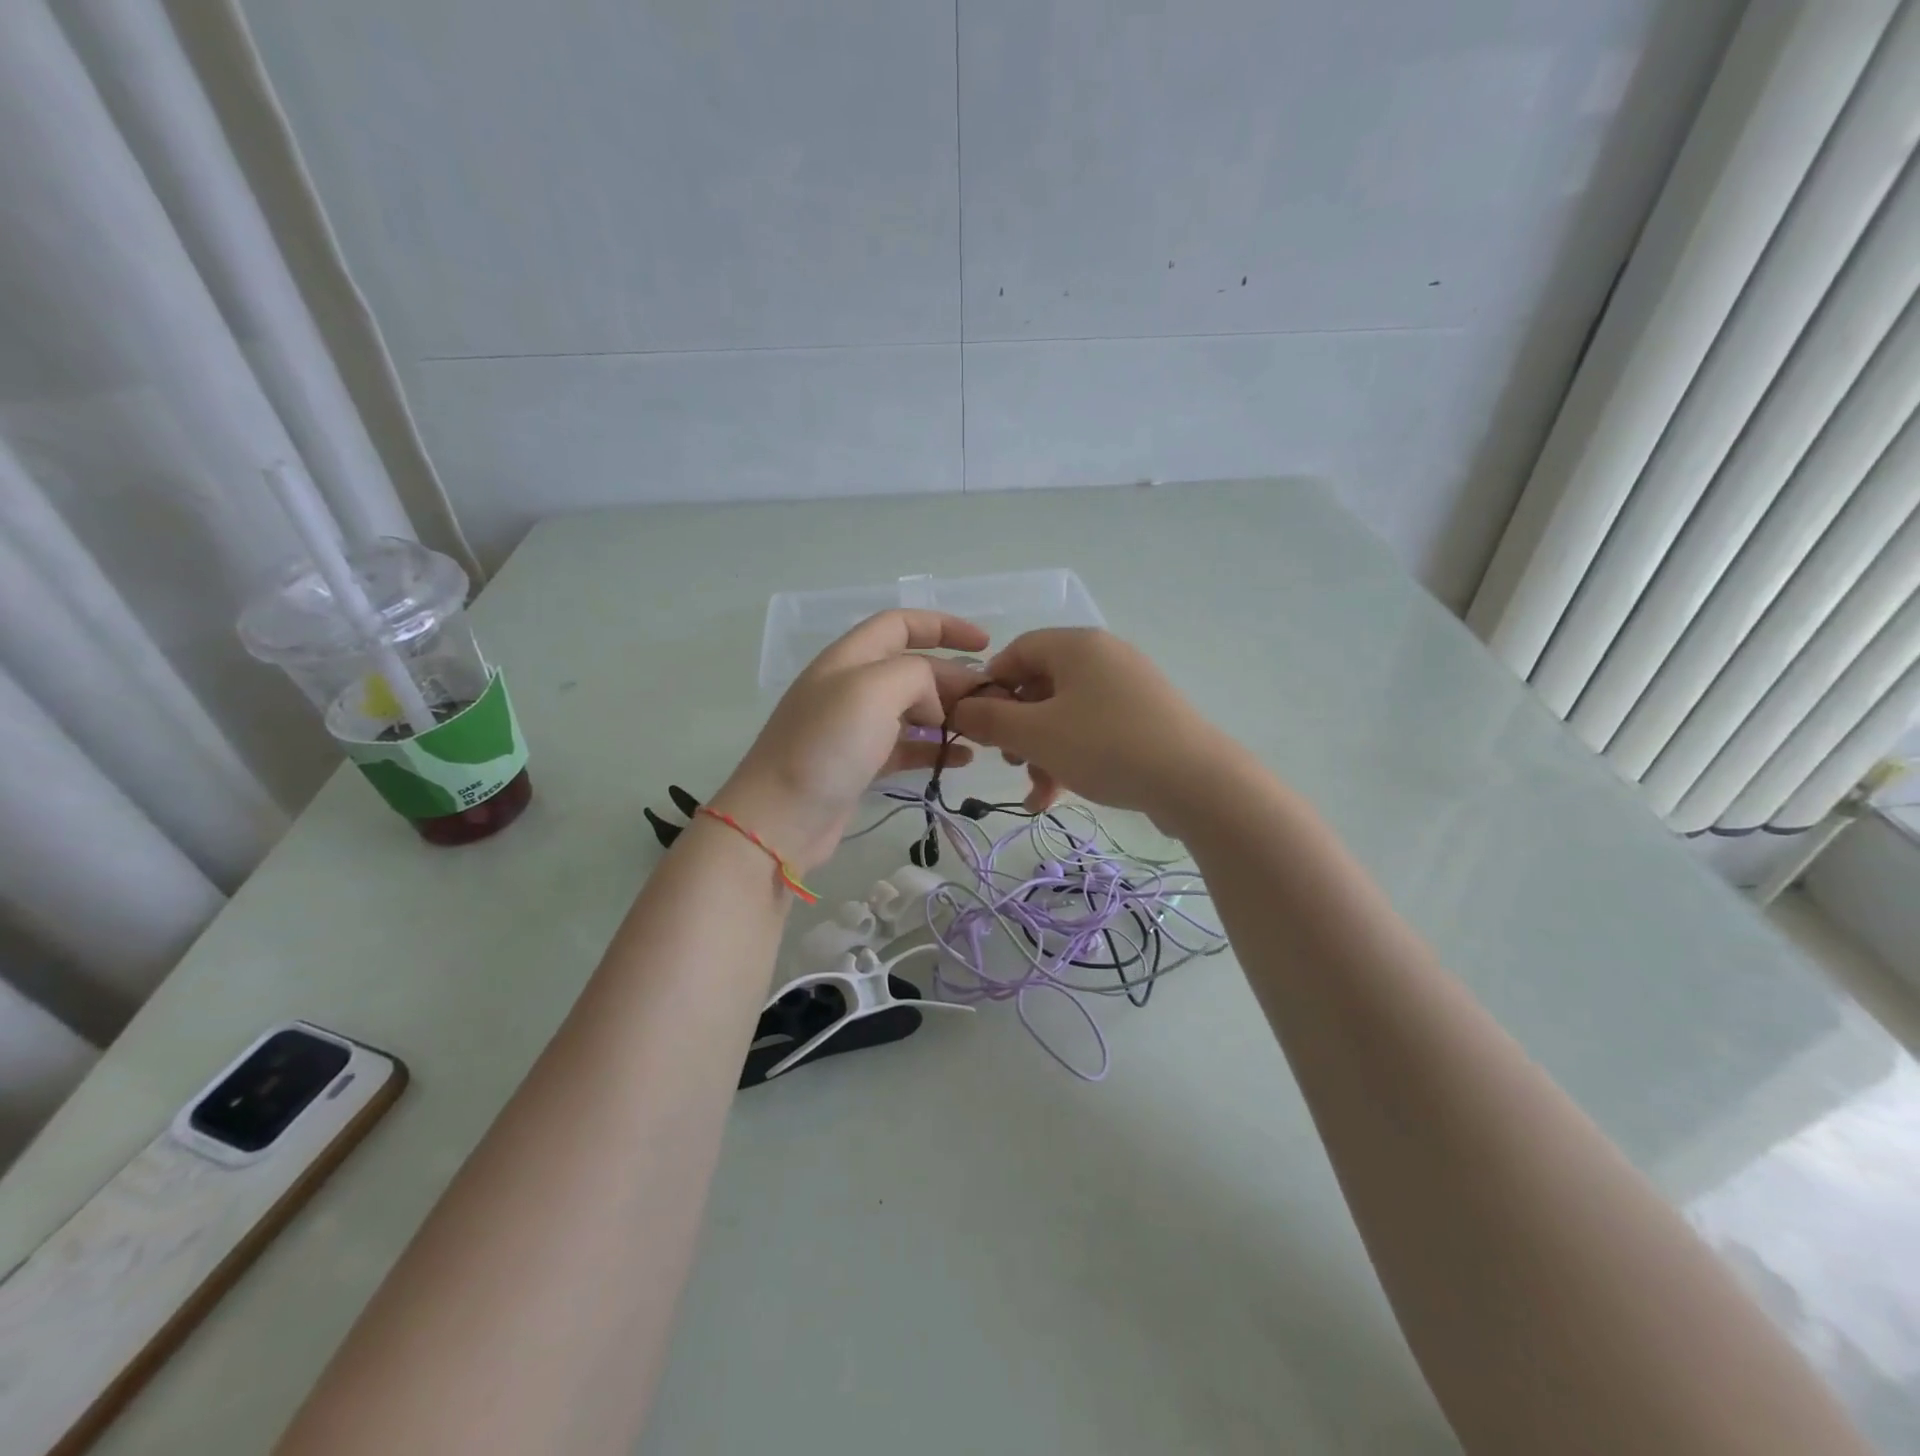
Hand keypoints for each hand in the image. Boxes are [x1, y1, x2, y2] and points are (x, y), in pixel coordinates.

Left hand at [709, 610, 987, 871]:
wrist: (779, 818)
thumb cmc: (826, 745)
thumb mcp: (874, 690)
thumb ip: (916, 676)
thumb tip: (933, 702)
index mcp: (850, 657)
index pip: (901, 624)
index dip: (944, 626)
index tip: (986, 643)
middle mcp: (852, 686)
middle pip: (912, 669)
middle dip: (953, 678)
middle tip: (991, 701)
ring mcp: (854, 728)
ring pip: (913, 709)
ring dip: (949, 715)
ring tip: (984, 730)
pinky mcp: (860, 764)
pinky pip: (906, 747)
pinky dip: (935, 749)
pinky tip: (963, 760)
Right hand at [948, 628, 1237, 826]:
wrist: (1196, 782)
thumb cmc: (1105, 746)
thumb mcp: (1036, 735)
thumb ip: (991, 720)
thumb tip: (958, 709)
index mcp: (1077, 646)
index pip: (1018, 650)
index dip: (990, 685)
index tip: (977, 722)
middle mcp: (1104, 658)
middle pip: (1042, 685)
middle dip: (1017, 728)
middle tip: (1007, 760)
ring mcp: (1129, 689)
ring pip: (1066, 715)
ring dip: (1042, 752)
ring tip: (1036, 791)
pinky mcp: (1146, 719)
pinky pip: (1094, 731)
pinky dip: (1071, 757)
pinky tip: (1057, 797)